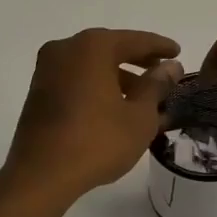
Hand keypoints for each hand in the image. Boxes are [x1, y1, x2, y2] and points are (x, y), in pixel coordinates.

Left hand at [5, 29, 182, 199]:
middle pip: (110, 49)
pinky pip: (77, 80)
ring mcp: (47, 70)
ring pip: (92, 66)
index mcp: (92, 47)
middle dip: (138, 61)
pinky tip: (116, 108)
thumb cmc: (98, 141)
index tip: (177, 52)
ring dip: (118, 77)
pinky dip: (98, 87)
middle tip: (162, 72)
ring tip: (143, 98)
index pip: (135, 41)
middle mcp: (66, 49)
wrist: (41, 175)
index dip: (160, 47)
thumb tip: (170, 66)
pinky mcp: (39, 92)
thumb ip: (156, 85)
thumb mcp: (139, 115)